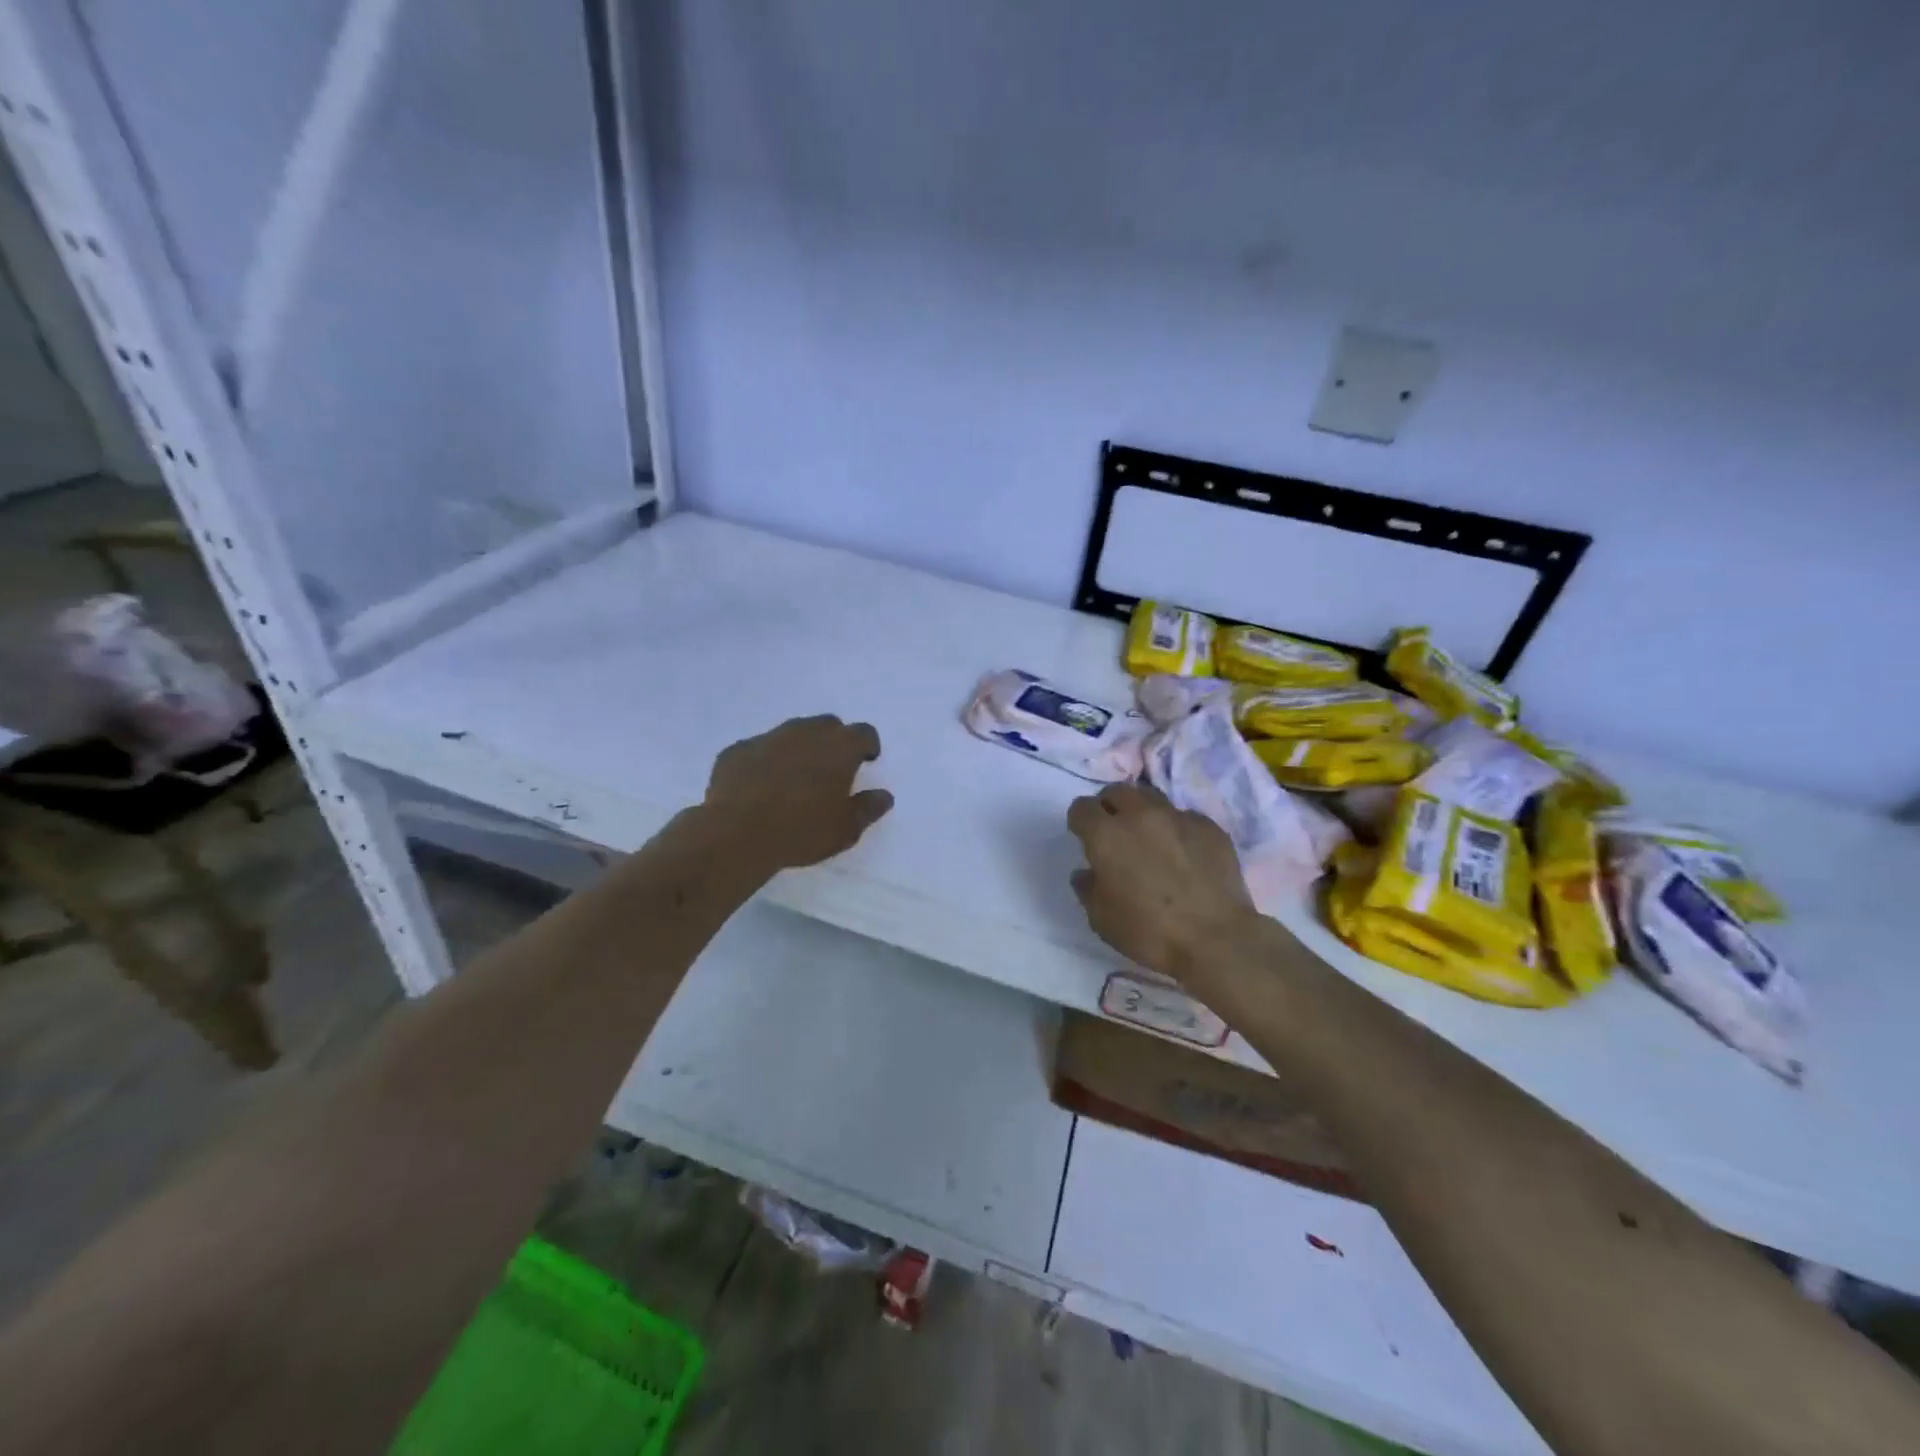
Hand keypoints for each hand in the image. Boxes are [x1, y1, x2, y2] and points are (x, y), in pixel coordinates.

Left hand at [703, 715, 893, 872]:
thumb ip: (868, 808)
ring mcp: (767, 738)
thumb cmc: (802, 831)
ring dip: (799, 748)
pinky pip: (759, 750)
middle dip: (833, 742)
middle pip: (828, 725)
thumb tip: (884, 796)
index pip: (864, 733)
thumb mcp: (846, 829)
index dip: (867, 746)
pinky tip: (760, 787)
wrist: (736, 834)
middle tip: (831, 770)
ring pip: (791, 733)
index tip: (865, 762)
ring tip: (795, 779)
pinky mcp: (737, 750)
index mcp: (839, 747)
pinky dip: (765, 762)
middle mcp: (805, 732)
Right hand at [1068, 782, 1254, 981]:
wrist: (1216, 940)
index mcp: (1106, 835)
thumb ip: (1087, 888)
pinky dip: (1177, 830)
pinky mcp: (1209, 826)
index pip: (1082, 808)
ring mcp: (1178, 817)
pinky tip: (1184, 854)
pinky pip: (1185, 818)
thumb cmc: (1149, 932)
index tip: (1085, 837)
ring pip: (1152, 798)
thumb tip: (1088, 873)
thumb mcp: (1101, 919)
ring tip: (1149, 837)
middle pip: (1117, 791)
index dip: (1080, 821)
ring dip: (1143, 812)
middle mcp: (1139, 816)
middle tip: (1115, 831)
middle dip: (1110, 806)